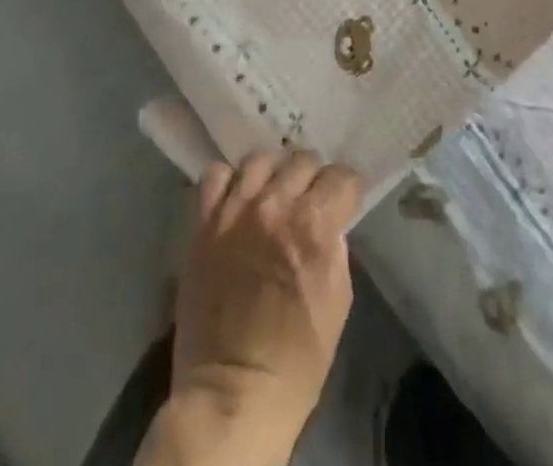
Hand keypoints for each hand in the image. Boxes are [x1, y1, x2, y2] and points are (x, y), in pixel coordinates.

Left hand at [155, 150, 361, 465]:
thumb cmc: (297, 359)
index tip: (345, 198)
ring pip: (260, 159)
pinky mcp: (204, 224)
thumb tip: (330, 222)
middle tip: (311, 197)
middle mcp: (275, 206)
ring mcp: (235, 211)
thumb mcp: (337, 301)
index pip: (341, 176)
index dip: (347, 187)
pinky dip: (229, 180)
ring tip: (273, 192)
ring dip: (273, 173)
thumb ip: (335, 248)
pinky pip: (216, 176)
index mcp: (314, 226)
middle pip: (302, 160)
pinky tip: (237, 198)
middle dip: (313, 177)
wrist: (233, 393)